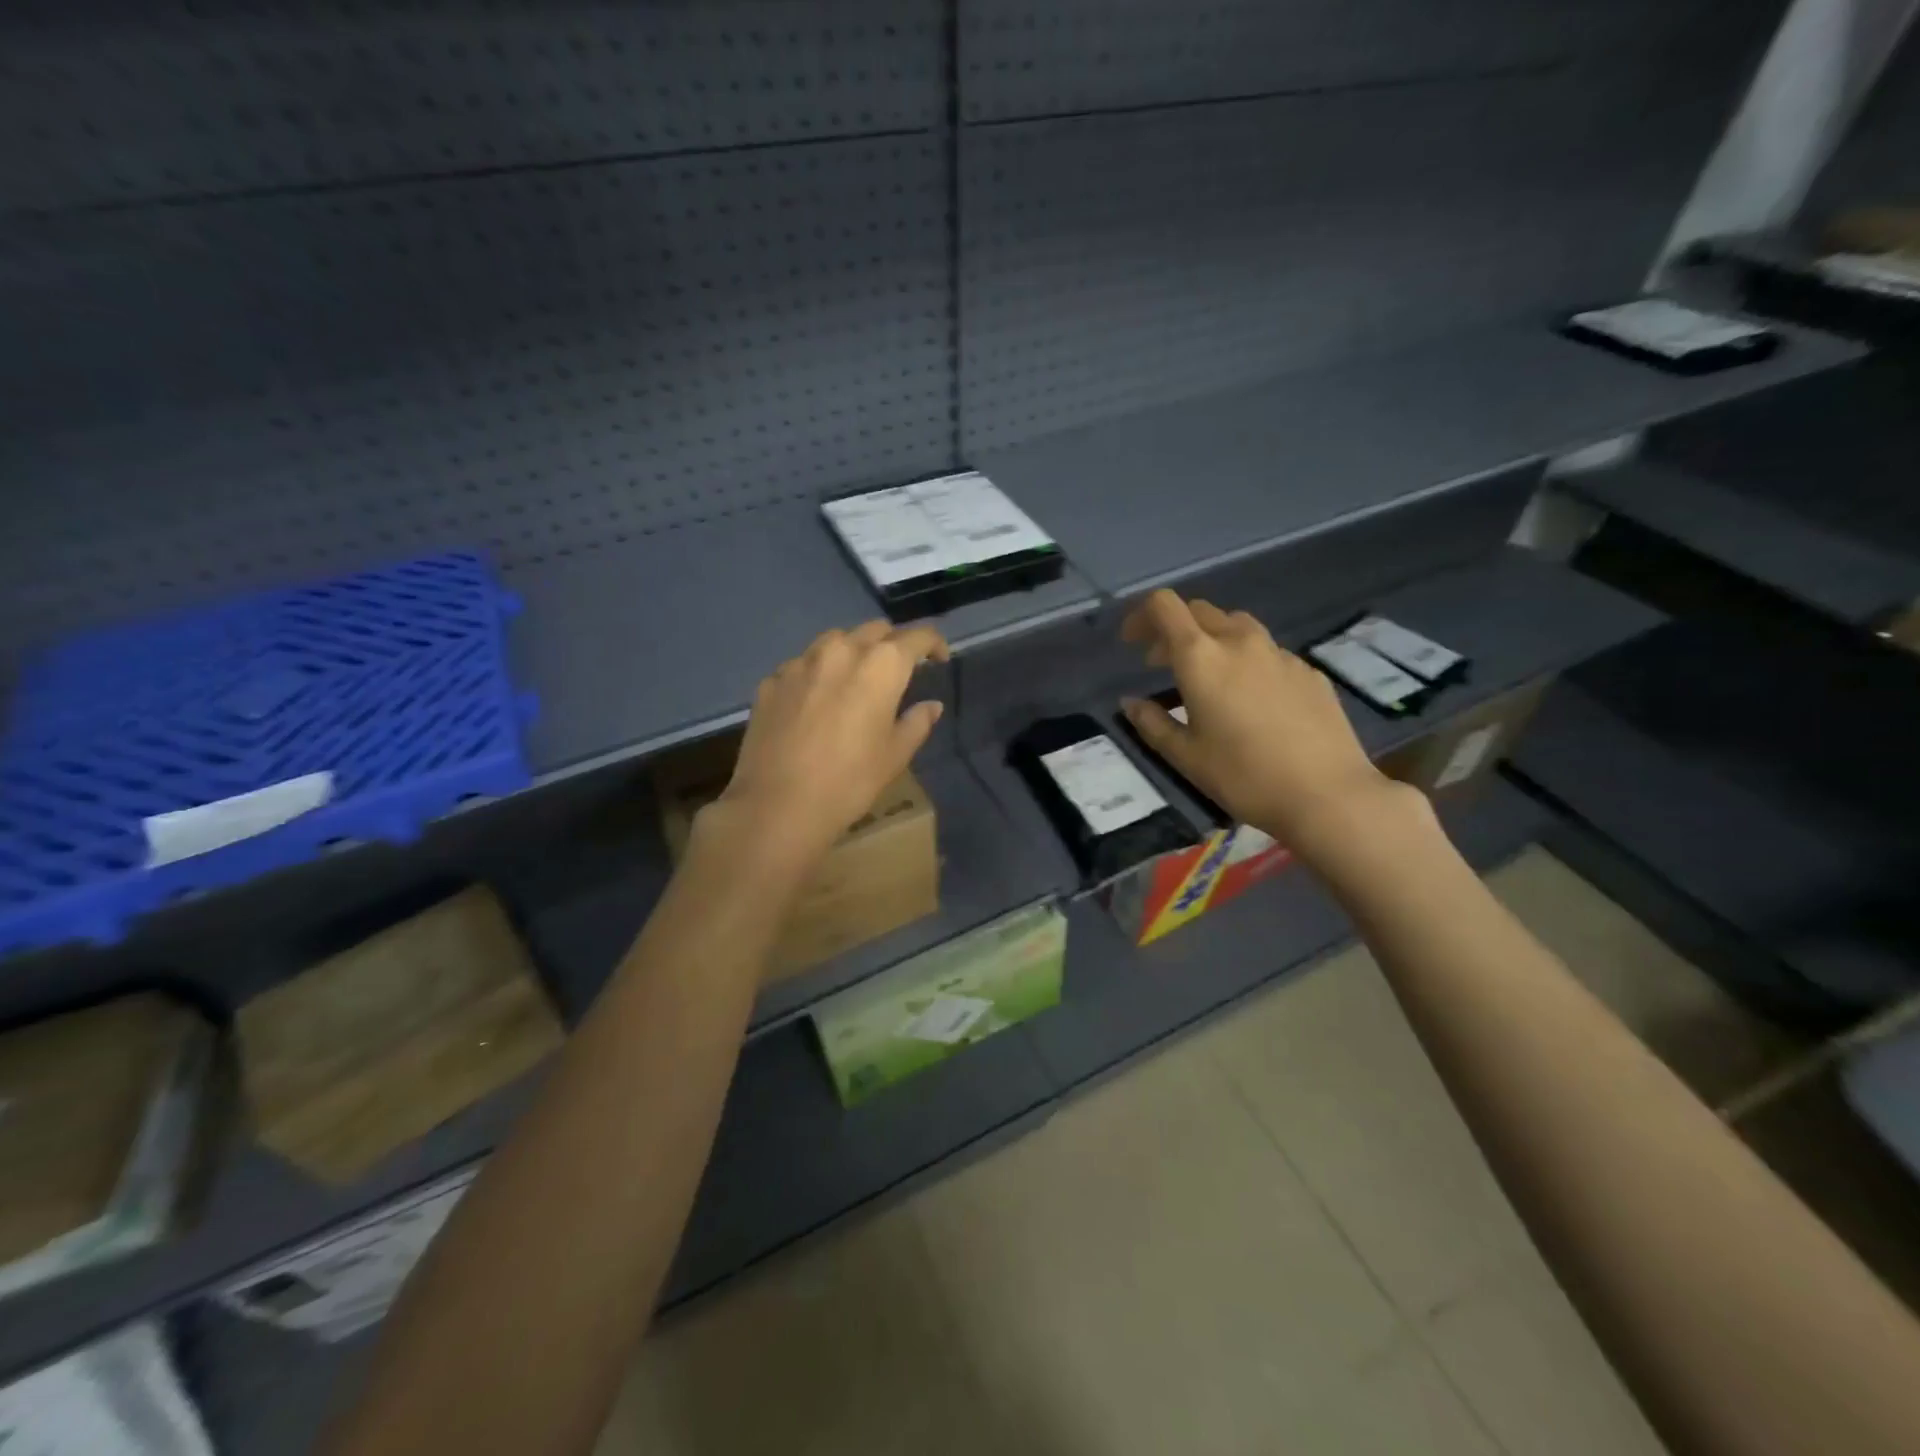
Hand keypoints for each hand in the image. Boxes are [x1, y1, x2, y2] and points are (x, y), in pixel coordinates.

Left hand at [703, 621, 949, 877]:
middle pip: (875, 630)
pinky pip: (803, 665)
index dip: (933, 644)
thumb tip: (931, 705)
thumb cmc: (850, 781)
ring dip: (853, 651)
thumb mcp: (895, 755)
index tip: (939, 659)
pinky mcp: (772, 681)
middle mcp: (841, 650)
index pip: (917, 637)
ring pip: (835, 640)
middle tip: (899, 670)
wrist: (778, 804)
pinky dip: (818, 673)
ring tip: (856, 678)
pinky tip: (816, 700)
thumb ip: (916, 722)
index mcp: (881, 665)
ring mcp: (801, 662)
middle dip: (893, 643)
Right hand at [1120, 591, 1410, 852]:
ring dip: (1211, 639)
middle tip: (1160, 663)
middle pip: (1200, 611)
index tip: (1132, 642)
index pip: (1165, 606)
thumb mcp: (1186, 756)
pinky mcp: (1308, 671)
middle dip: (1173, 629)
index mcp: (1201, 658)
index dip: (1141, 616)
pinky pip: (1267, 652)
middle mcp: (1240, 642)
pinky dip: (1246, 661)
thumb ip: (1152, 723)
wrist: (1327, 794)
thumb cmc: (1243, 776)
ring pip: (1236, 626)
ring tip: (1207, 676)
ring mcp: (1279, 654)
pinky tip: (1250, 698)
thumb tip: (1130, 702)